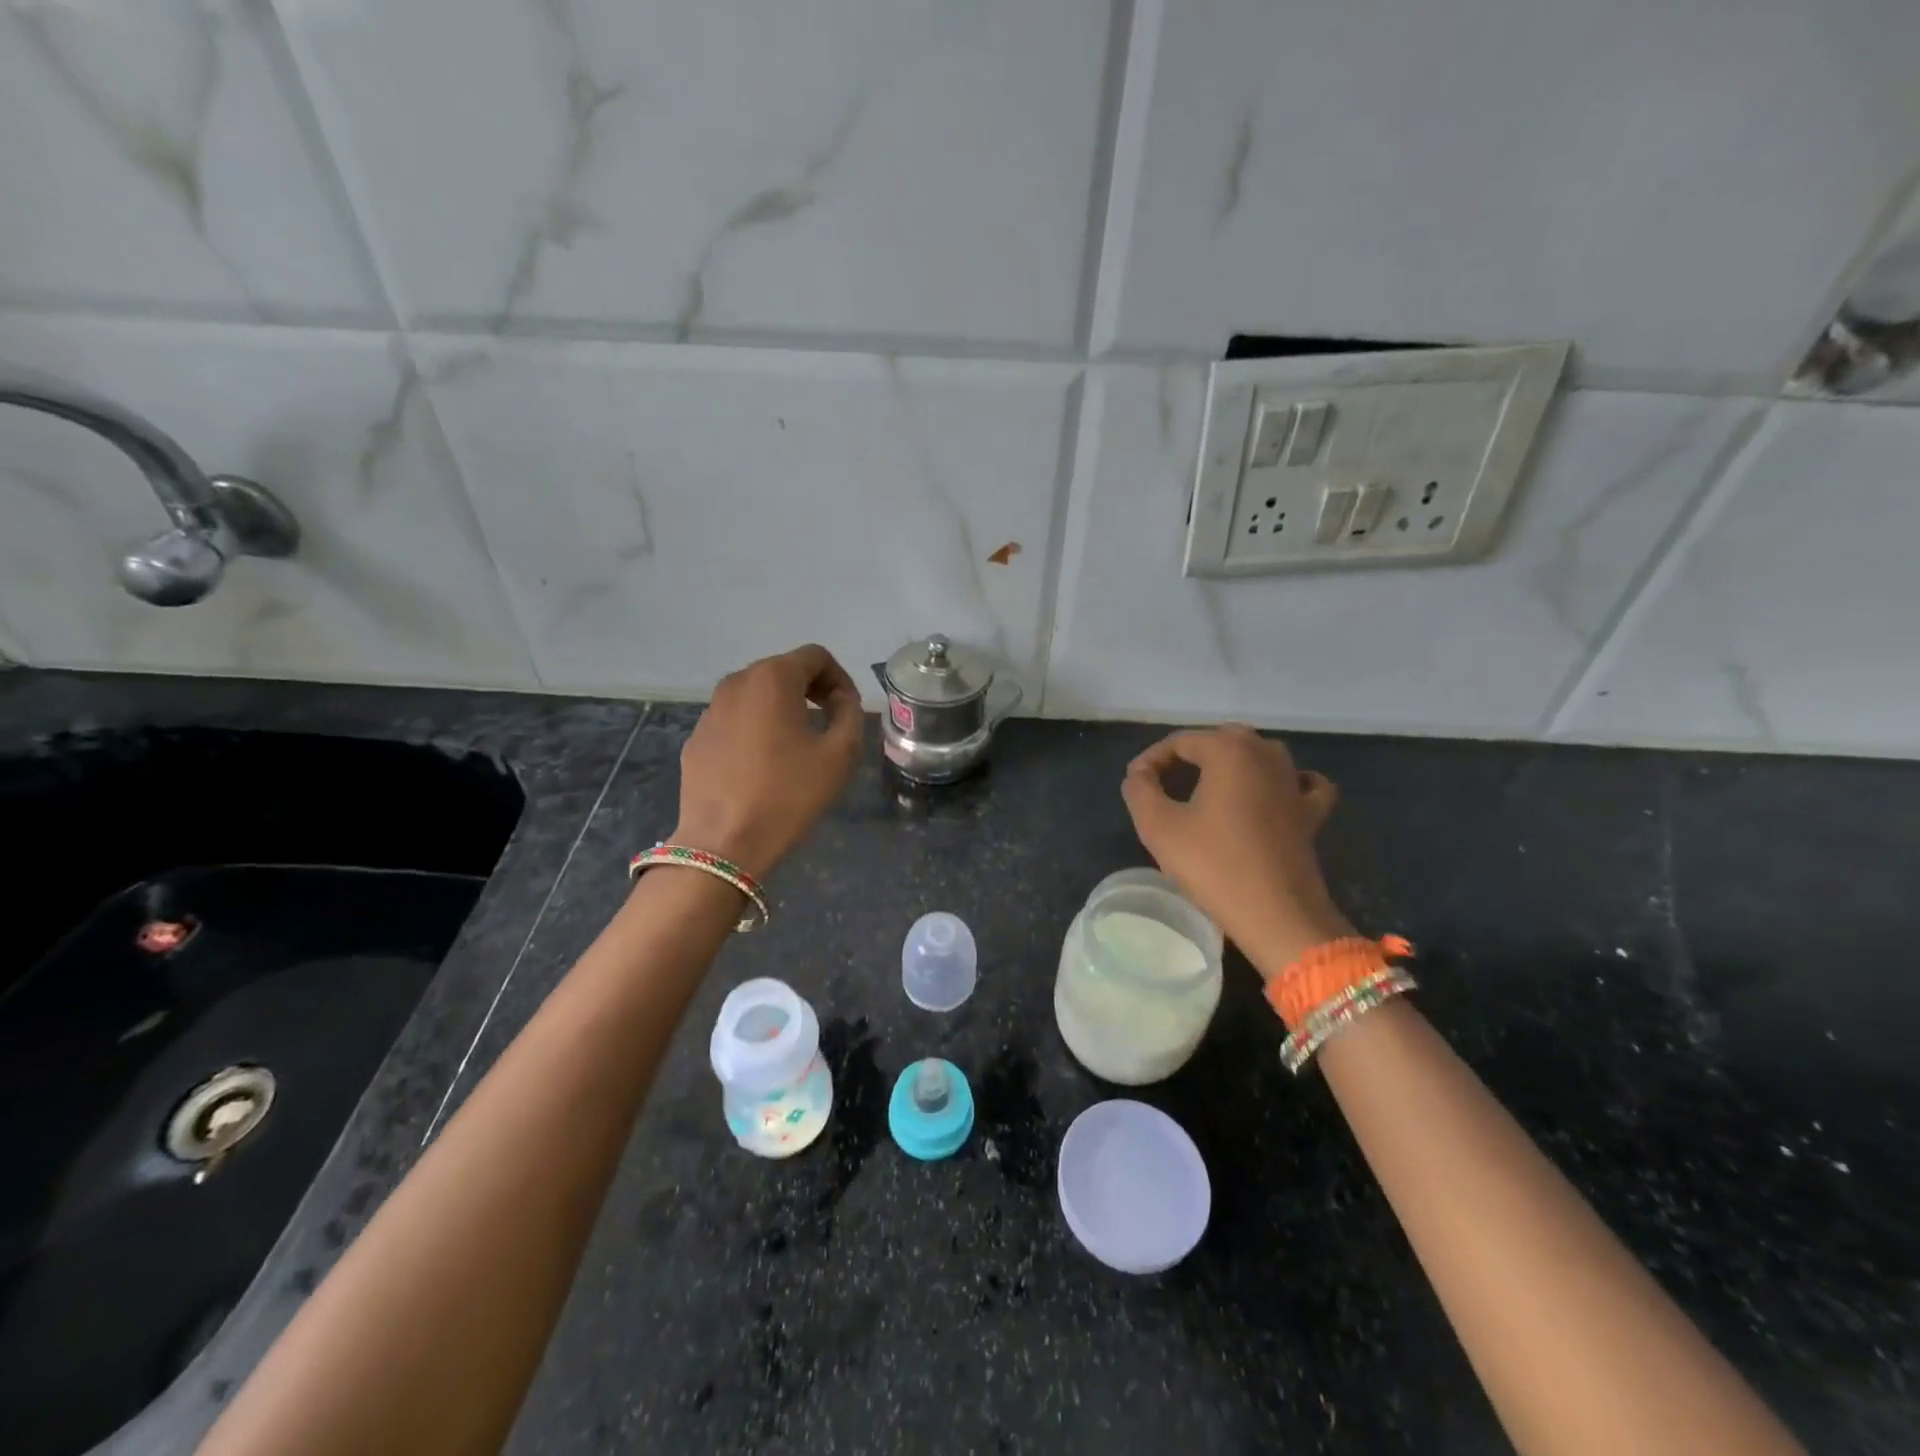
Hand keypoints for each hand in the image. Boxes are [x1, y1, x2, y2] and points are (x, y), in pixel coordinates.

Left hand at [672, 644, 864, 879]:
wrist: (724, 843)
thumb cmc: (789, 794)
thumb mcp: (840, 753)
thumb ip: (850, 713)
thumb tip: (840, 700)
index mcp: (773, 678)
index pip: (816, 656)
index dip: (840, 678)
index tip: (848, 711)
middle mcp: (736, 682)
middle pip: (783, 670)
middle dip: (811, 690)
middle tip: (829, 725)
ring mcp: (710, 710)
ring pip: (756, 696)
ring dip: (782, 709)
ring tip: (797, 746)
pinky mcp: (696, 739)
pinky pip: (734, 721)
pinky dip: (755, 730)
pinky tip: (763, 766)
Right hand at [1121, 725, 1353, 976]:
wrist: (1277, 915)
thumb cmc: (1213, 865)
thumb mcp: (1158, 826)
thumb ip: (1139, 789)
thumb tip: (1141, 772)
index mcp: (1229, 750)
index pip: (1180, 741)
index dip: (1152, 760)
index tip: (1135, 785)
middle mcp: (1266, 754)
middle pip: (1220, 741)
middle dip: (1188, 758)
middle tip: (1163, 786)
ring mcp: (1294, 782)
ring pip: (1258, 755)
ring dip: (1230, 765)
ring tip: (1205, 789)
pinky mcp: (1312, 812)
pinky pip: (1300, 782)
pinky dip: (1283, 781)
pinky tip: (1273, 793)